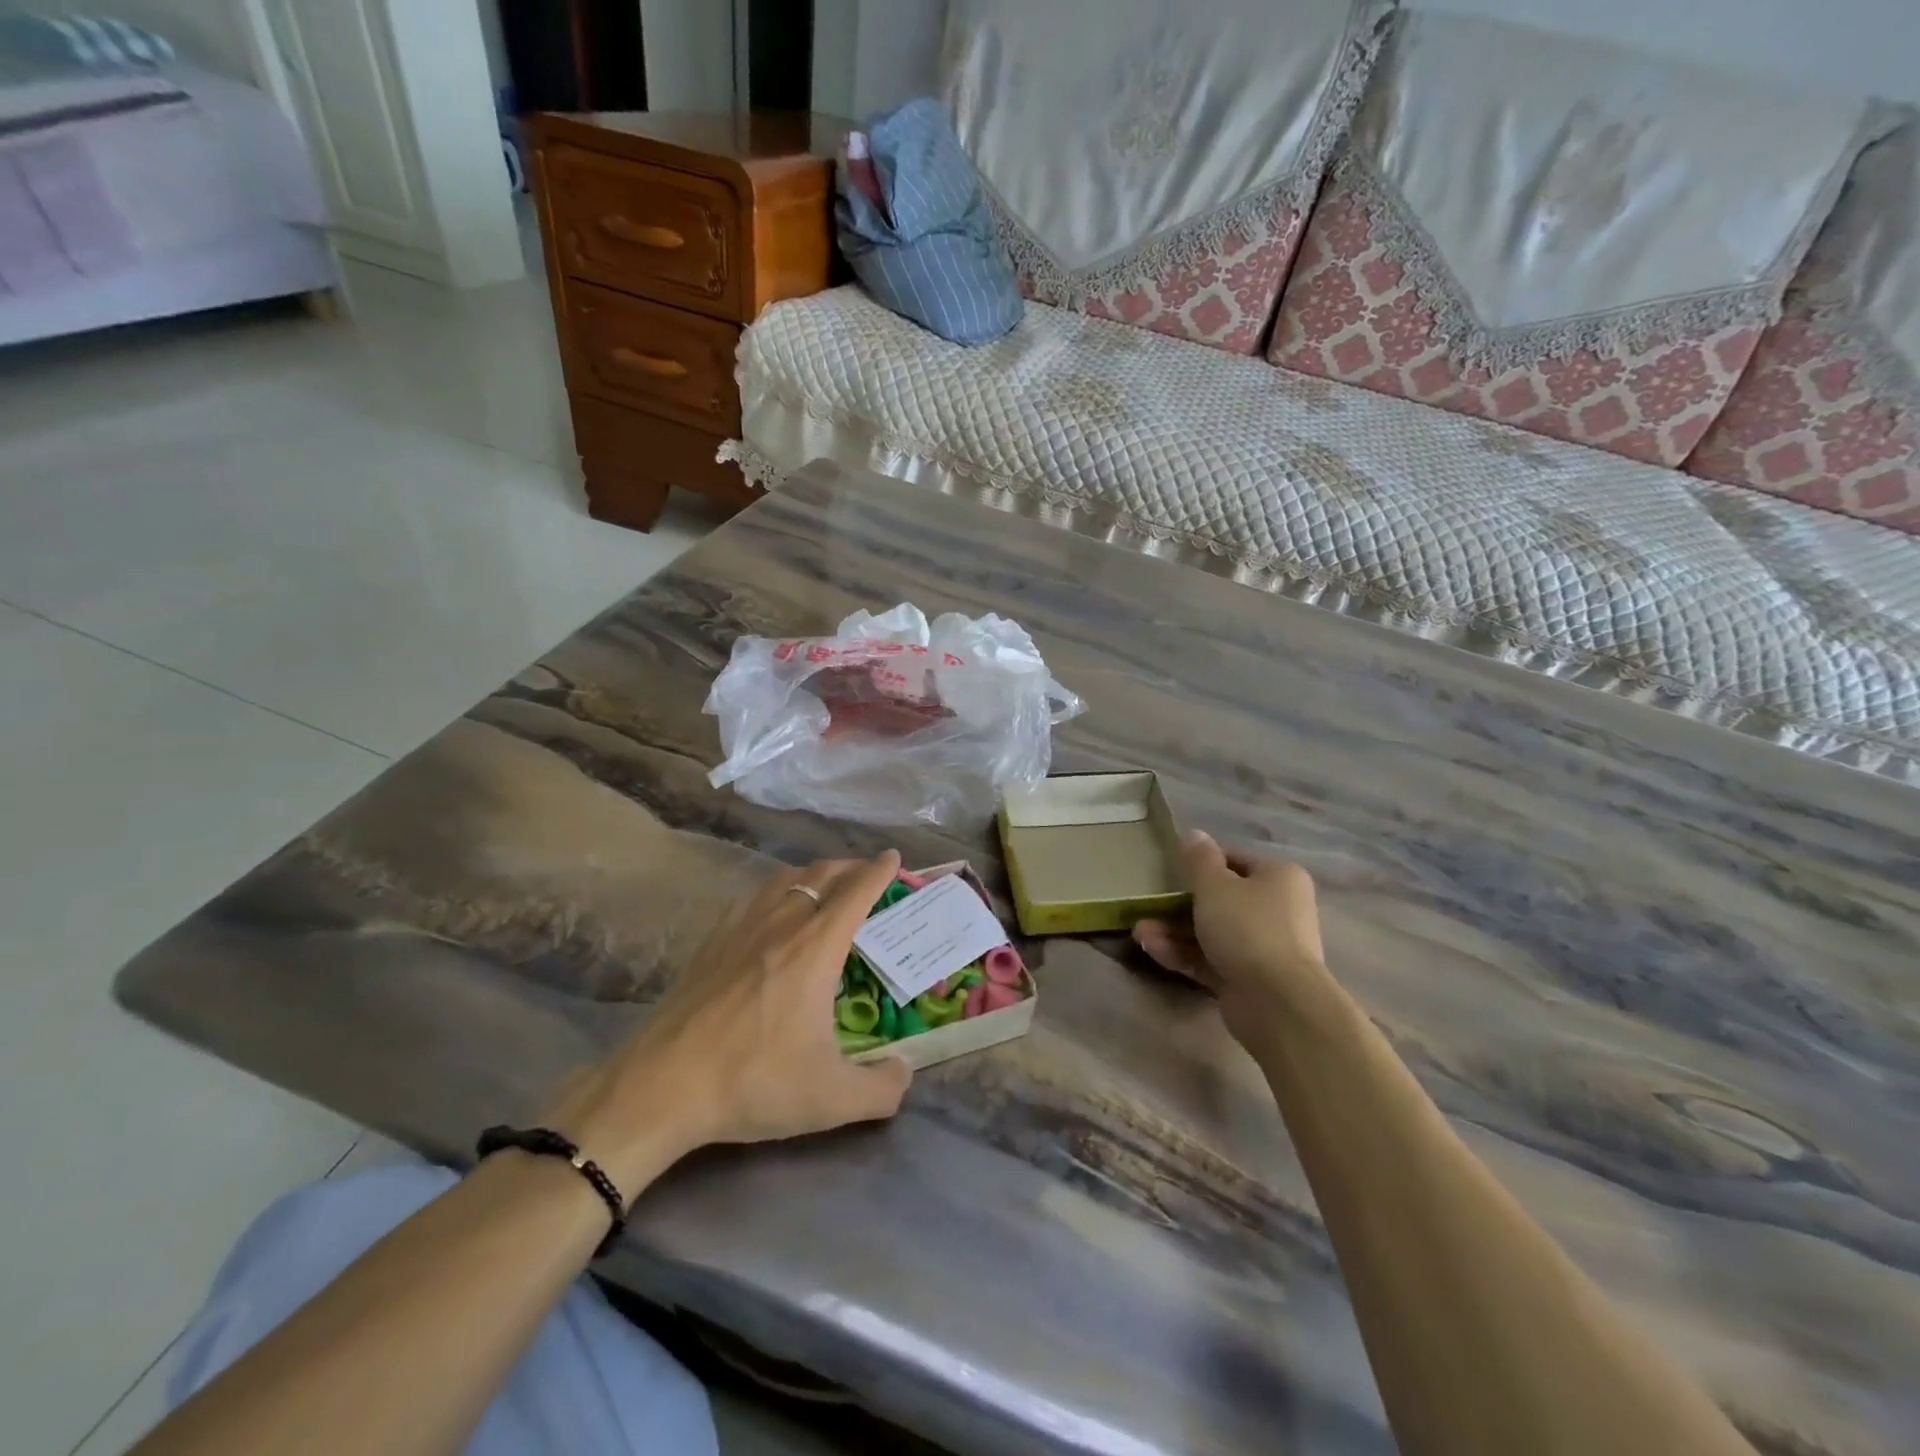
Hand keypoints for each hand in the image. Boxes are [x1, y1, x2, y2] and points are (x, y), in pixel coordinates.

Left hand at [544, 852, 912, 1199]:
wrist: (662, 1086)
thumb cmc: (753, 1082)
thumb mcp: (831, 1099)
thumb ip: (882, 1089)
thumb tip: (905, 1071)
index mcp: (817, 947)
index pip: (857, 891)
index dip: (880, 870)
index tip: (894, 858)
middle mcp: (782, 923)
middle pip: (822, 874)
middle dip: (851, 867)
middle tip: (868, 877)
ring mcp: (741, 927)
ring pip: (785, 879)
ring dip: (813, 875)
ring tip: (824, 888)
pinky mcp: (711, 941)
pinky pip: (753, 897)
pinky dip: (776, 891)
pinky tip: (772, 914)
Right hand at [1134, 832, 1332, 1047]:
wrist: (1277, 1003)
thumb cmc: (1248, 928)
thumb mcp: (1214, 885)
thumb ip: (1199, 860)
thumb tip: (1193, 834)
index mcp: (1279, 878)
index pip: (1235, 860)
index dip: (1202, 862)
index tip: (1171, 869)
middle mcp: (1277, 910)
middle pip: (1222, 898)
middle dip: (1181, 903)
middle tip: (1151, 903)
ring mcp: (1263, 947)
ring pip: (1212, 931)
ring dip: (1174, 930)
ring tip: (1139, 931)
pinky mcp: (1248, 979)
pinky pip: (1210, 959)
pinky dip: (1182, 953)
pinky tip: (1150, 948)